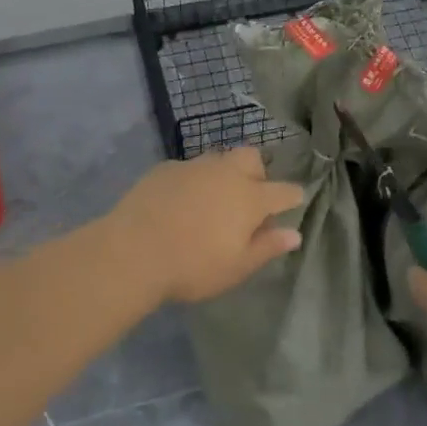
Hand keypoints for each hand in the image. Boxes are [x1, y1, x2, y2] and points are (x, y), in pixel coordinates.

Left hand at [105, 149, 303, 303]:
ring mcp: (194, 166)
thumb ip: (267, 247)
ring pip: (219, 158)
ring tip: (213, 200)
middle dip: (258, 173)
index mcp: (250, 198)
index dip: (292, 197)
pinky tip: (180, 202)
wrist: (132, 251)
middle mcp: (226, 173)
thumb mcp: (236, 267)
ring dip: (224, 173)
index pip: (284, 191)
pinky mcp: (165, 168)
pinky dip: (193, 181)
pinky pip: (189, 168)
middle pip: (252, 158)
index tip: (293, 202)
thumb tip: (294, 234)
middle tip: (248, 200)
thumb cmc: (192, 266)